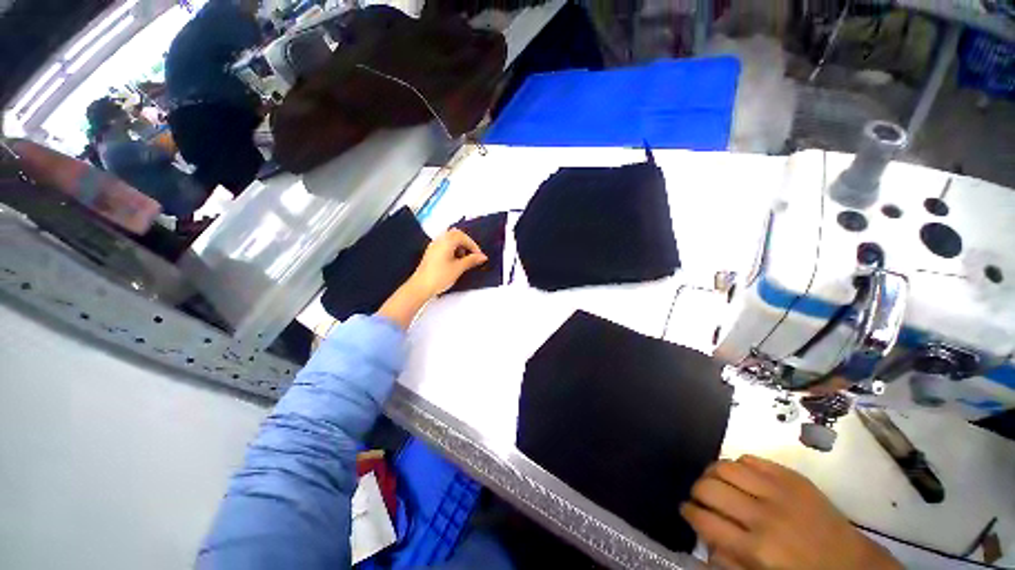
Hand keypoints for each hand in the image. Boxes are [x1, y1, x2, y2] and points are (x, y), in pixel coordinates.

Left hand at [407, 228, 487, 297]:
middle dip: (466, 243)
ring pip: (449, 239)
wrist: (420, 287)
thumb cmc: (439, 277)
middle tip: (472, 255)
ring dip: (459, 246)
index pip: (463, 237)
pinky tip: (454, 261)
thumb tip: (482, 256)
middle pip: (456, 234)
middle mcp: (439, 240)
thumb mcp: (459, 268)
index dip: (473, 245)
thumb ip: (471, 260)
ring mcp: (433, 246)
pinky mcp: (431, 253)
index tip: (478, 256)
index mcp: (446, 241)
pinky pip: (444, 245)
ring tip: (463, 259)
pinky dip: (452, 249)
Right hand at [681, 455, 900, 569]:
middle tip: (699, 497)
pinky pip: (752, 458)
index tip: (686, 510)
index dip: (688, 512)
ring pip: (726, 466)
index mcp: (756, 548)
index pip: (705, 520)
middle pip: (710, 487)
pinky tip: (741, 477)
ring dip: (712, 473)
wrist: (852, 565)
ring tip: (715, 481)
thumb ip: (728, 560)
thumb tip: (703, 537)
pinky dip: (739, 464)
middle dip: (696, 490)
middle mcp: (764, 515)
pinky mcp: (792, 476)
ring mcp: (779, 491)